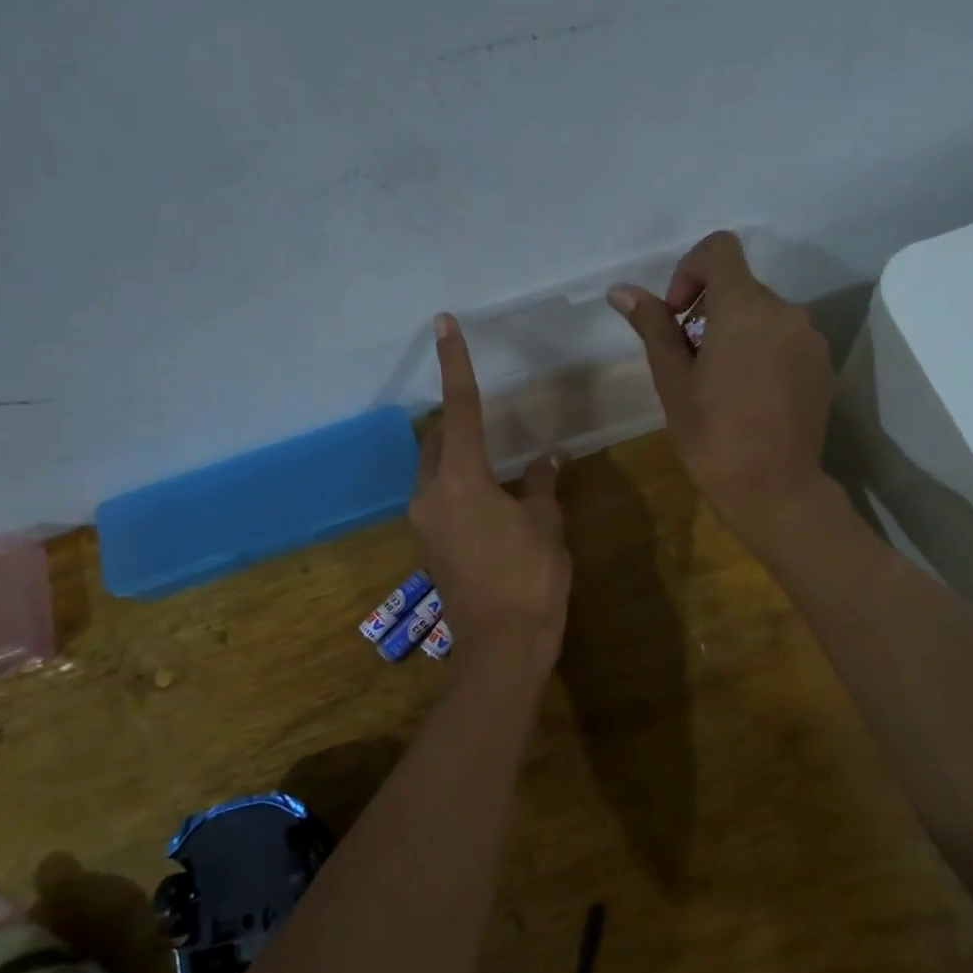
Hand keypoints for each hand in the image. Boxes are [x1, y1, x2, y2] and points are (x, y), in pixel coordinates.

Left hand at [409, 314, 571, 673]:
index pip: (461, 408)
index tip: (444, 325)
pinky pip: (438, 497)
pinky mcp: (428, 544)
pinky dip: (459, 484)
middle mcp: (430, 494)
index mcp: (461, 480)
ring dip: (457, 455)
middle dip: (457, 419)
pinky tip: (489, 498)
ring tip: (494, 459)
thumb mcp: (545, 525)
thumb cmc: (531, 580)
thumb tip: (548, 458)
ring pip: (434, 469)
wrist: (501, 647)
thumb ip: (541, 485)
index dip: (456, 364)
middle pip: (437, 439)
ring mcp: (424, 522)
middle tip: (484, 410)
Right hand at [609, 231, 835, 554]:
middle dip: (710, 312)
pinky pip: (787, 340)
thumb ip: (654, 327)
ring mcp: (810, 339)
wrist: (774, 489)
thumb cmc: (713, 437)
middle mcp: (785, 311)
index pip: (720, 249)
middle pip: (741, 287)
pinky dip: (764, 352)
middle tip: (691, 363)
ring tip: (722, 385)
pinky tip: (752, 398)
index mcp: (744, 308)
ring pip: (765, 316)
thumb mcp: (673, 382)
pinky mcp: (823, 365)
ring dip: (738, 333)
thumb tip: (621, 291)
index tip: (679, 314)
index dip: (691, 269)